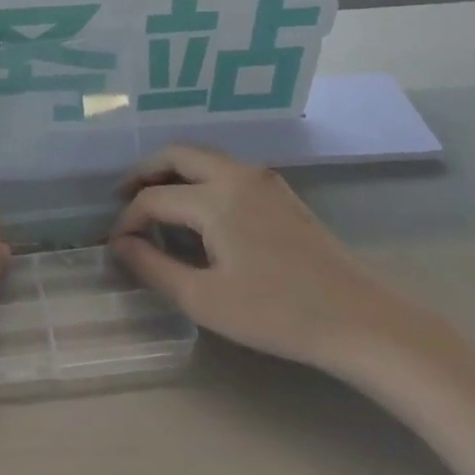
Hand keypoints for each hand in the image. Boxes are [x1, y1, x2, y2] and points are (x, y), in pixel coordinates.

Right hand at [109, 144, 406, 368]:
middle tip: (122, 199)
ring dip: (173, 172)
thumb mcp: (203, 298)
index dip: (126, 220)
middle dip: (144, 173)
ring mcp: (264, 181)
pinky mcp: (281, 194)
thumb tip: (119, 245)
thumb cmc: (276, 313)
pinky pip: (227, 170)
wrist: (360, 320)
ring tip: (153, 202)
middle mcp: (237, 175)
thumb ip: (152, 267)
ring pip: (205, 158)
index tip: (114, 247)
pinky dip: (199, 179)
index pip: (153, 198)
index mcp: (215, 198)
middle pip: (177, 155)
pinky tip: (196, 211)